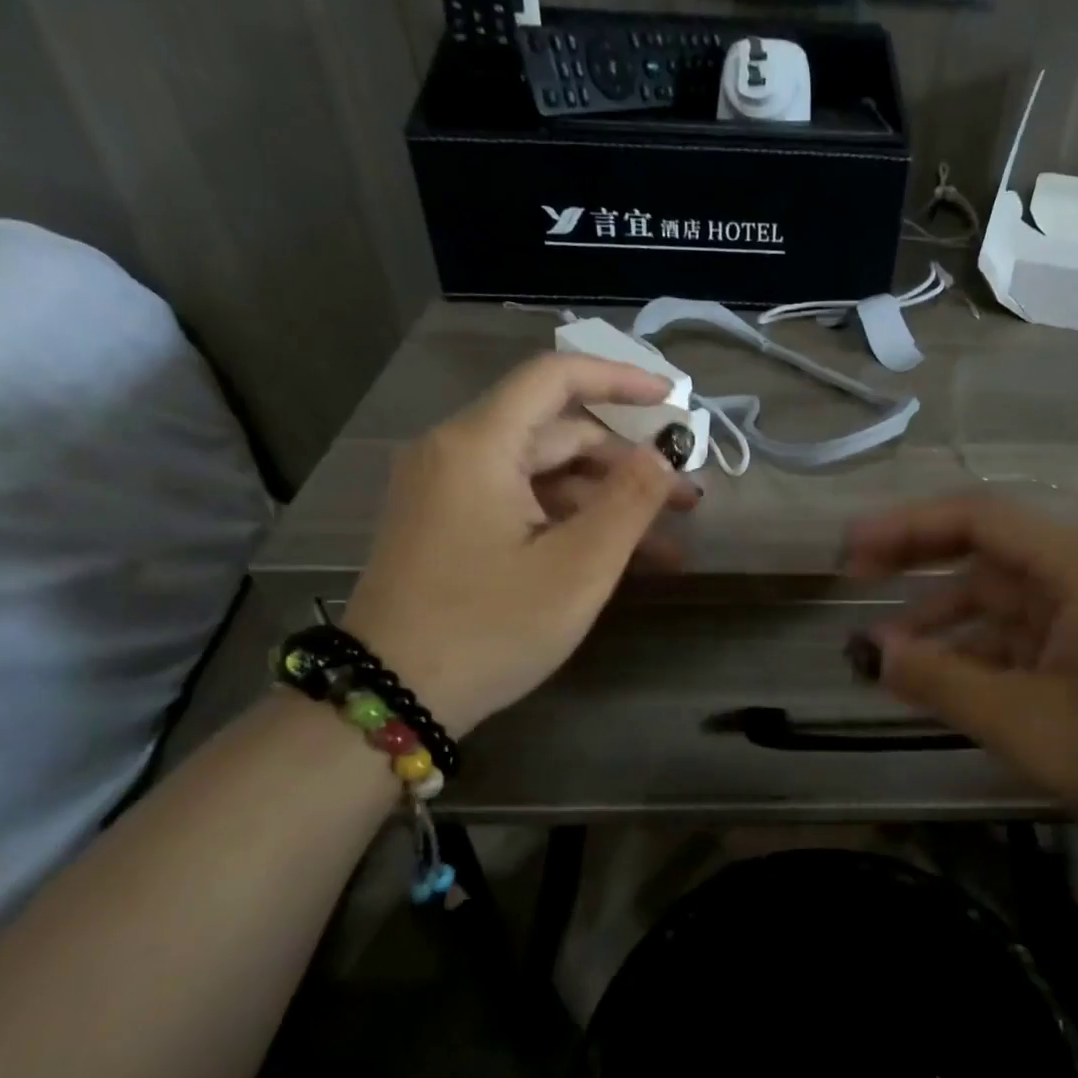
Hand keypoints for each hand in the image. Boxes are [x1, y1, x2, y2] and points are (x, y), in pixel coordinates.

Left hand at [341, 353, 698, 733]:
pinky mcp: (448, 526)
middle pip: (556, 432)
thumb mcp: (577, 568)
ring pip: (543, 475)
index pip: (555, 377)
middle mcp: (457, 453)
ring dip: (605, 502)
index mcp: (480, 445)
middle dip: (627, 463)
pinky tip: (618, 558)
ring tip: (666, 543)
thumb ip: (629, 502)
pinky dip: (569, 522)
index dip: (620, 379)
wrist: (391, 700)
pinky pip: (521, 505)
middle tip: (686, 499)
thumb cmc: (489, 628)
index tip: (672, 401)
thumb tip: (662, 456)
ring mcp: (448, 491)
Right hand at [842, 497, 1077, 871]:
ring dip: (944, 622)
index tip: (848, 549)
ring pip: (1001, 600)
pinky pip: (1025, 636)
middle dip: (917, 565)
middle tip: (851, 582)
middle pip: (985, 552)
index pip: (976, 519)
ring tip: (885, 655)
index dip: (904, 527)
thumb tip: (872, 651)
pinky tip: (943, 681)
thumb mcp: (1029, 724)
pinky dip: (980, 653)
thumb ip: (942, 681)